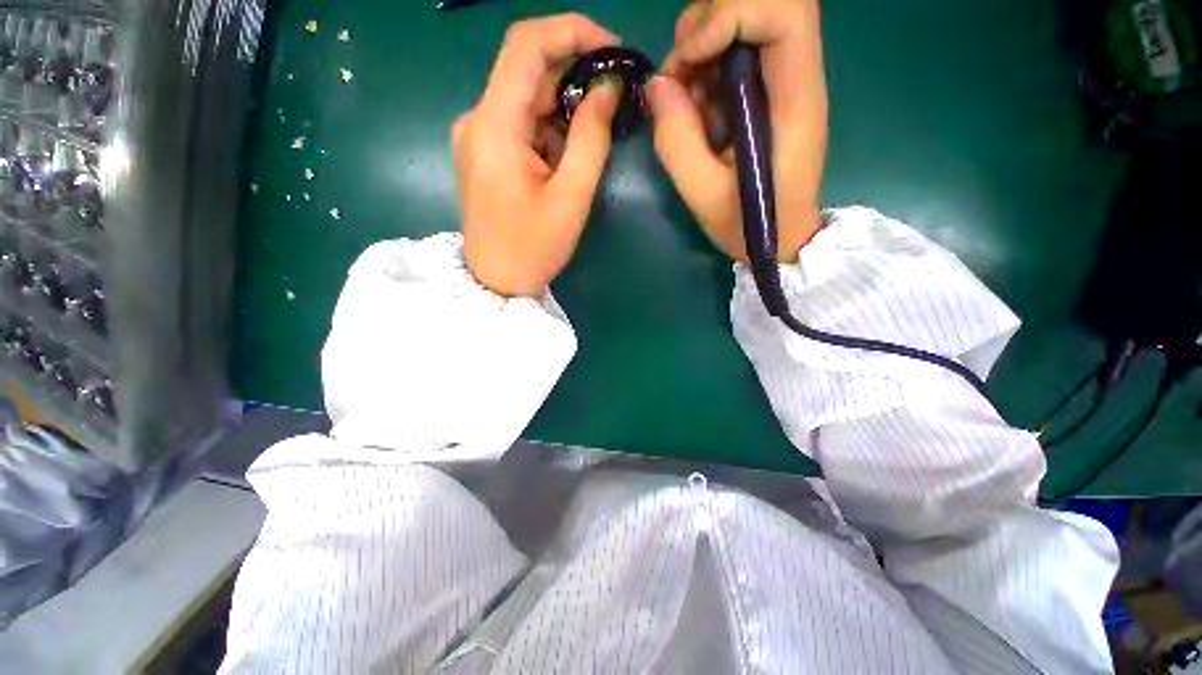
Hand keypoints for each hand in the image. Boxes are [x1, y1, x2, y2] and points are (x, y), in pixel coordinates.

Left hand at [453, 14, 622, 295]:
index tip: (613, 50)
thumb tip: (608, 88)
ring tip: (596, 135)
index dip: (571, 31)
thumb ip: (591, 137)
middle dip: (575, 74)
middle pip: (527, 71)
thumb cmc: (533, 248)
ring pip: (526, 98)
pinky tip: (568, 155)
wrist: (495, 283)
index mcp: (494, 125)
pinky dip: (550, 128)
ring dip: (565, 107)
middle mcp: (478, 119)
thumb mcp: (571, 197)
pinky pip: (520, 123)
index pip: (526, 44)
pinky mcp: (484, 152)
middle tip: (616, 95)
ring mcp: (478, 135)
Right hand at [646, 0, 827, 262]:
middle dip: (710, 21)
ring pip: (749, 16)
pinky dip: (706, 64)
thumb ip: (677, 142)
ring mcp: (785, 79)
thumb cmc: (750, 226)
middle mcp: (797, 77)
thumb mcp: (704, 196)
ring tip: (684, 95)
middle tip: (680, 71)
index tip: (689, 58)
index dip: (730, 13)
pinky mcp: (770, 89)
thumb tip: (656, 84)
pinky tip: (696, 105)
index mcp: (794, 102)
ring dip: (703, 43)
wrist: (782, 238)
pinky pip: (737, 48)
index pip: (784, 13)